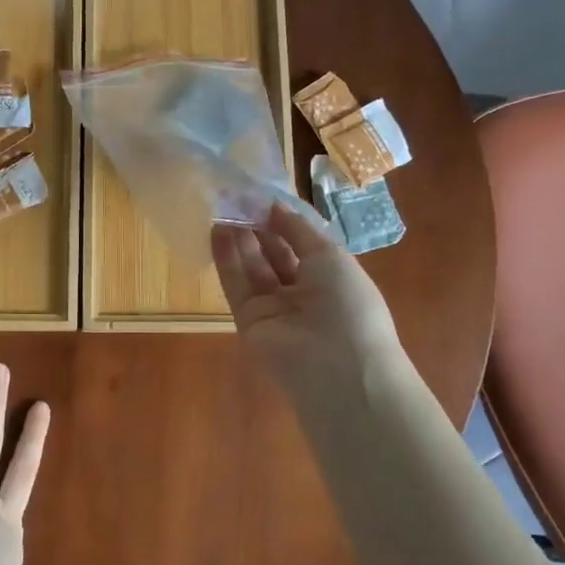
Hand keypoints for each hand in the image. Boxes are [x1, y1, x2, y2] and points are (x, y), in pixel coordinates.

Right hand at [212, 202, 400, 389]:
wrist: (338, 367)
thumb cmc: (348, 304)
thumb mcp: (331, 256)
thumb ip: (299, 230)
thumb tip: (275, 207)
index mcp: (331, 278)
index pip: (301, 244)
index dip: (283, 220)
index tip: (262, 196)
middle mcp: (302, 293)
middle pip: (274, 254)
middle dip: (257, 226)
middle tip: (236, 197)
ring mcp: (274, 309)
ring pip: (252, 267)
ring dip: (239, 238)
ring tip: (222, 206)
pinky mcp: (248, 321)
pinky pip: (236, 285)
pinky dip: (226, 258)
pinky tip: (216, 231)